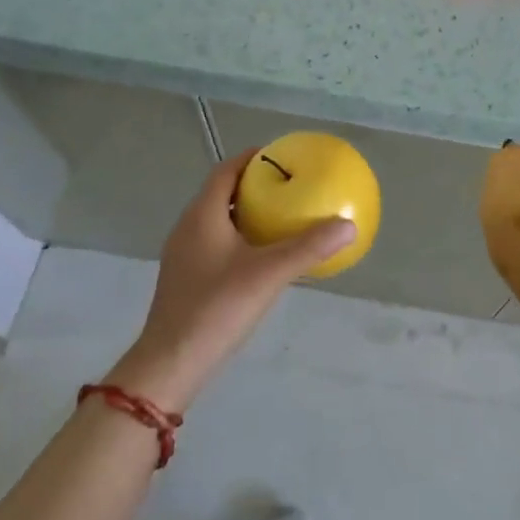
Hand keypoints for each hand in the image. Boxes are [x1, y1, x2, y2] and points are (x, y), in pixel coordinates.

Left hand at [107, 150, 355, 411]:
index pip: (226, 170)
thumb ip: (308, 248)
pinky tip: (263, 257)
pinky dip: (240, 237)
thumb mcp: (269, 274)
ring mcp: (184, 254)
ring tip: (282, 217)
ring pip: (218, 219)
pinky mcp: (186, 278)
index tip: (282, 156)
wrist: (171, 364)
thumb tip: (348, 225)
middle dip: (254, 185)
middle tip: (290, 186)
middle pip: (222, 192)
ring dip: (247, 213)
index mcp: (202, 215)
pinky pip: (216, 243)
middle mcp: (189, 227)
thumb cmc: (217, 308)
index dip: (252, 158)